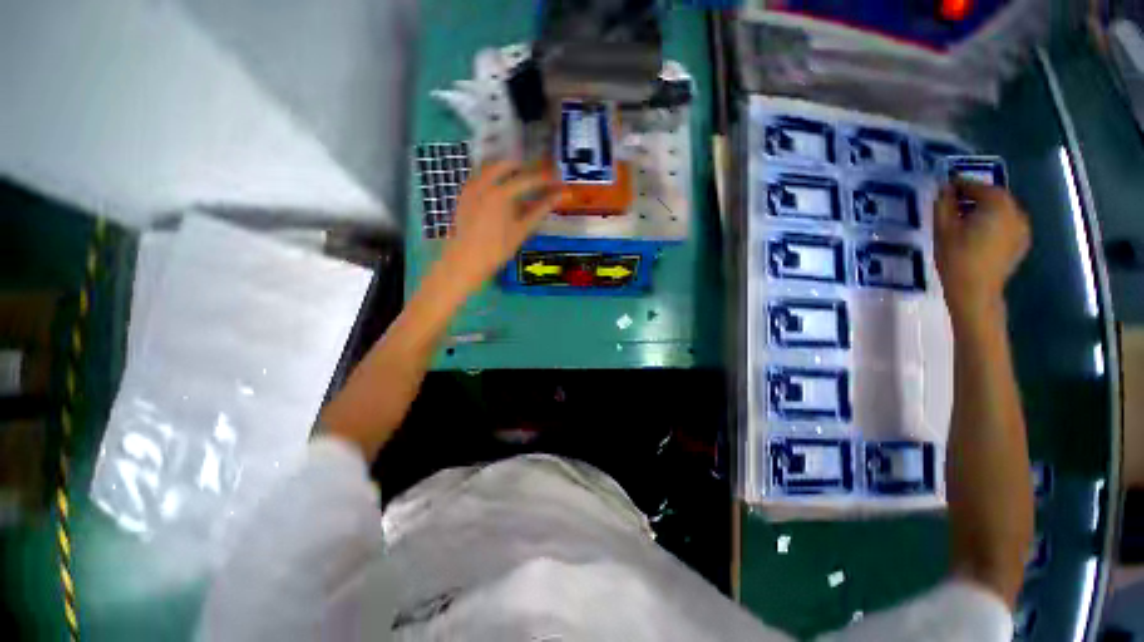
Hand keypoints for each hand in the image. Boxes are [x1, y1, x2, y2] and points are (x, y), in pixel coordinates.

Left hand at [442, 160, 564, 290]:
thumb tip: (558, 197)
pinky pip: (479, 175)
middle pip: (507, 165)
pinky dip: (492, 175)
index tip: (555, 178)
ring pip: (490, 167)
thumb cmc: (497, 249)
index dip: (544, 178)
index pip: (528, 179)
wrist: (465, 261)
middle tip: (537, 175)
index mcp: (501, 193)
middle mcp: (484, 184)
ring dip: (506, 168)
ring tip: (519, 178)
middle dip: (524, 167)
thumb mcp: (522, 231)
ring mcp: (471, 187)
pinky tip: (499, 187)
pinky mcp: (464, 194)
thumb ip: (540, 211)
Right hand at [935, 181, 1030, 321]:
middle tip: (953, 202)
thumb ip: (944, 205)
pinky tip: (978, 232)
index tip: (945, 185)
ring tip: (964, 218)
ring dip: (984, 209)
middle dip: (974, 197)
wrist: (976, 291)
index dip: (960, 184)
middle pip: (994, 197)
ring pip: (1001, 211)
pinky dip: (993, 222)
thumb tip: (944, 189)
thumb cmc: (957, 258)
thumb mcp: (943, 229)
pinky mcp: (1021, 242)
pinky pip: (1006, 224)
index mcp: (997, 204)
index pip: (978, 186)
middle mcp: (1015, 211)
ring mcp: (1022, 227)